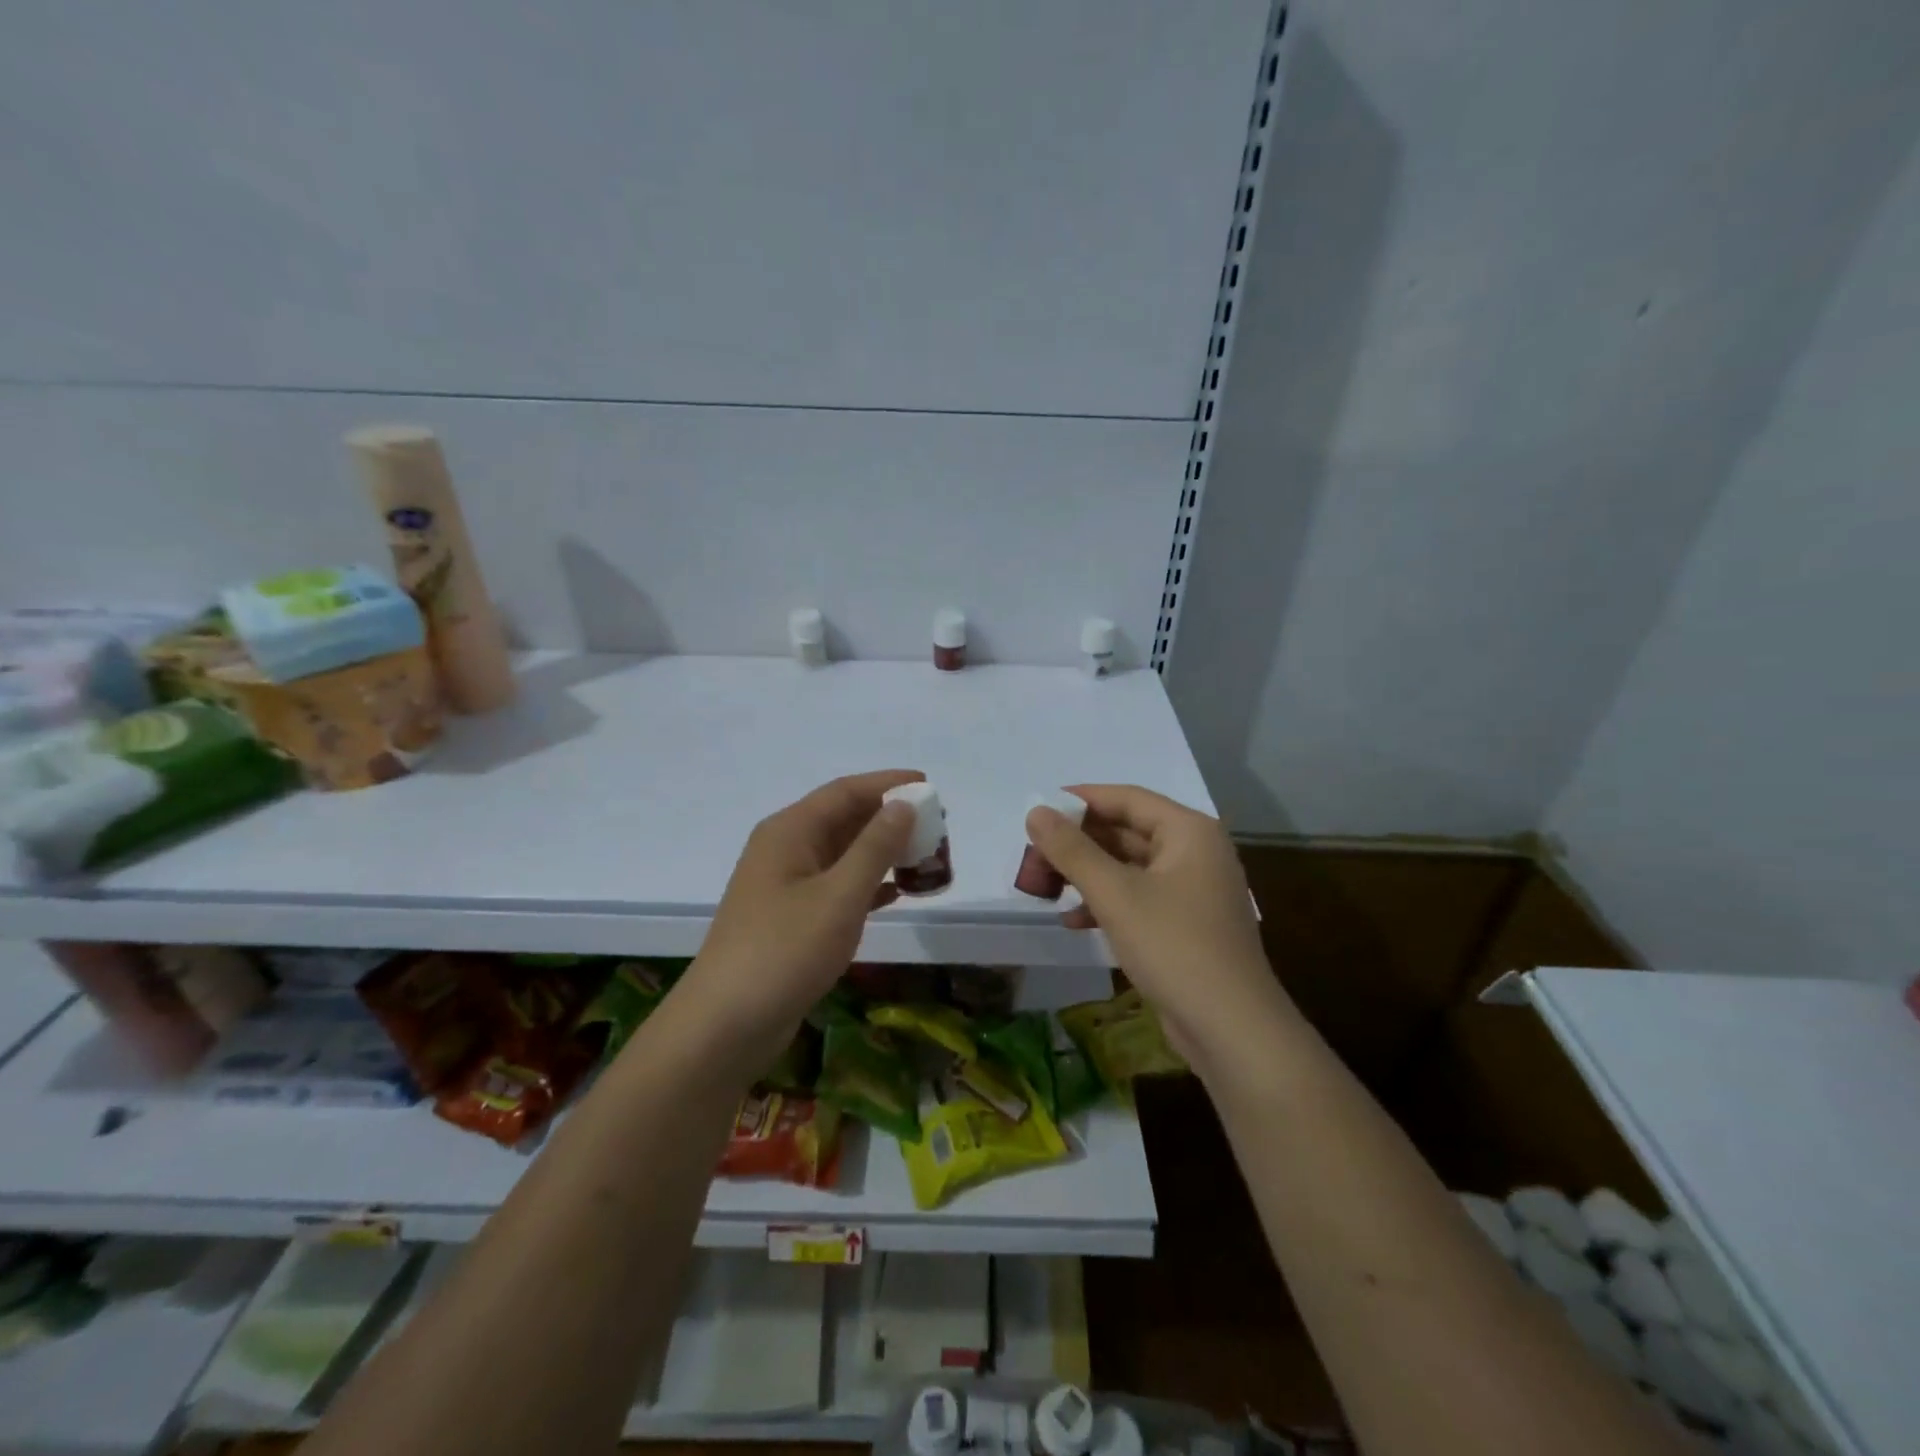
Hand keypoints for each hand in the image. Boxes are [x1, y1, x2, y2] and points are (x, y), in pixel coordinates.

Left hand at [676, 769, 919, 1072]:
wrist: (725, 1026)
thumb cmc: (785, 951)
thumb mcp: (839, 896)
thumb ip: (875, 847)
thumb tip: (903, 804)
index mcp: (790, 831)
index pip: (845, 792)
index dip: (888, 784)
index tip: (930, 786)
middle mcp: (785, 849)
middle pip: (844, 819)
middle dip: (890, 819)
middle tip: (936, 827)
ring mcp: (785, 885)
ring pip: (842, 854)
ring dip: (882, 853)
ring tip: (925, 857)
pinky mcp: (791, 918)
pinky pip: (836, 886)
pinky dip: (867, 884)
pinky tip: (897, 892)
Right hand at [1025, 785, 1292, 1067]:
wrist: (1232, 1029)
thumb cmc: (1174, 946)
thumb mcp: (1115, 894)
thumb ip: (1072, 850)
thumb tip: (1036, 812)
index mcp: (1189, 831)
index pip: (1127, 798)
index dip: (1081, 799)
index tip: (1040, 807)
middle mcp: (1196, 852)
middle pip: (1128, 831)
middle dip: (1080, 842)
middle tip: (1034, 852)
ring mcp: (1194, 891)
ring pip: (1131, 867)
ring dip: (1089, 874)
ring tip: (1045, 884)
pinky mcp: (1187, 925)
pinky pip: (1140, 898)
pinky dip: (1108, 903)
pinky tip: (1073, 920)